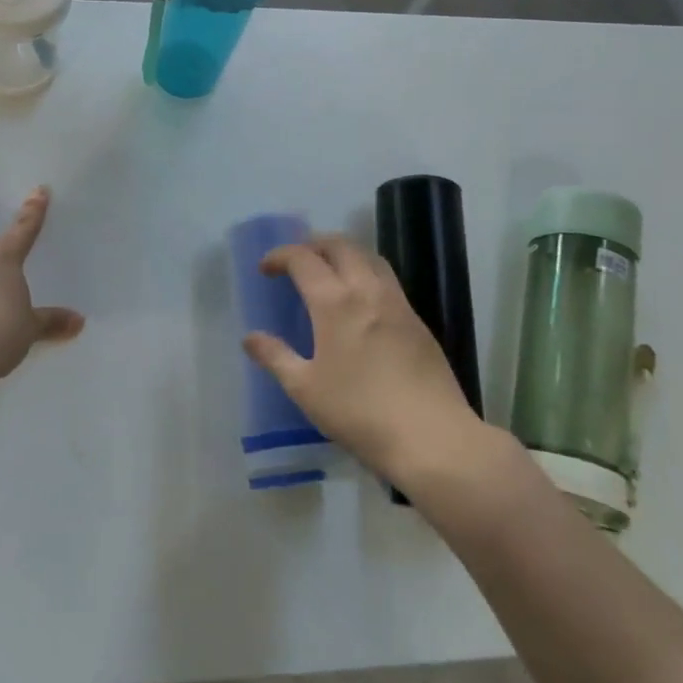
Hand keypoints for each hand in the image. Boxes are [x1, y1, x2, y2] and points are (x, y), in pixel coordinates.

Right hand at [243, 236, 492, 485]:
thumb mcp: (305, 389)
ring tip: (329, 272)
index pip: (303, 259)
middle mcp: (367, 291)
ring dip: (344, 254)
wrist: (432, 437)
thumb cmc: (359, 412)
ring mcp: (398, 304)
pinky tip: (360, 303)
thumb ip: (276, 357)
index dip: (280, 256)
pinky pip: (388, 281)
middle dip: (314, 244)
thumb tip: (250, 338)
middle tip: (296, 261)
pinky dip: (366, 274)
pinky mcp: (418, 322)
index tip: (265, 269)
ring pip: (370, 257)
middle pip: (340, 246)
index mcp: (335, 302)